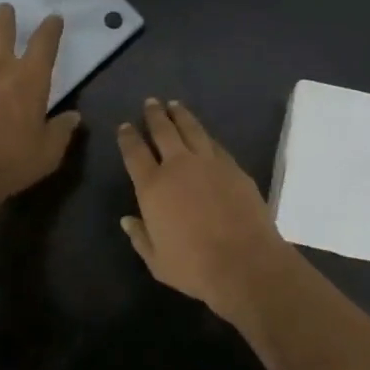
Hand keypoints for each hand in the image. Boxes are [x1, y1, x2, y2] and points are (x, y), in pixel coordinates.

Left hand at [0, 5, 81, 212]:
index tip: (54, 19)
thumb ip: (62, 131)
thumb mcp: (48, 153)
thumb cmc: (10, 162)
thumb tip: (74, 118)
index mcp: (30, 77)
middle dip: (6, 14)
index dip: (51, 26)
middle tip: (6, 12)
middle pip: (2, 24)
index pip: (45, 40)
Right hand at [117, 98, 297, 321]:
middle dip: (155, 115)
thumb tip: (128, 220)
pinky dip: (205, 135)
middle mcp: (179, 166)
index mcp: (153, 187)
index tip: (125, 126)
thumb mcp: (157, 260)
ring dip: (181, 115)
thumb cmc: (194, 267)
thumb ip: (140, 237)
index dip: (128, 137)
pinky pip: (215, 144)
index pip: (135, 153)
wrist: (244, 262)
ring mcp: (209, 163)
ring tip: (175, 105)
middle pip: (164, 131)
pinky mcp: (234, 167)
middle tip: (151, 102)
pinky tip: (204, 134)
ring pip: (192, 129)